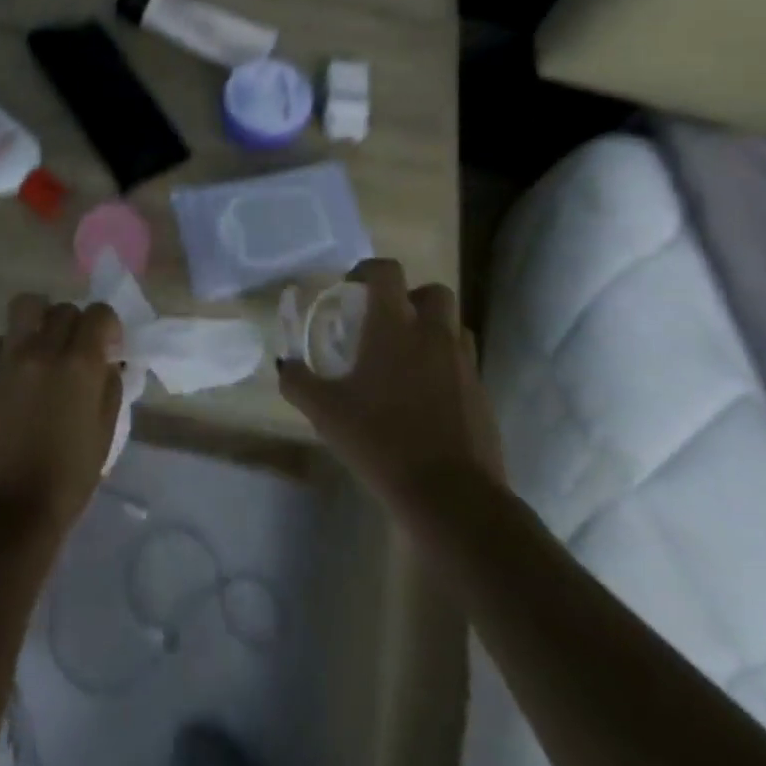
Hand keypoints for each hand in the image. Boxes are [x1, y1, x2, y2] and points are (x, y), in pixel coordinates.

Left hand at [0, 295, 123, 545]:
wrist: (12, 508)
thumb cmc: (69, 477)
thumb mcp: (106, 431)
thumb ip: (109, 385)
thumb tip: (107, 359)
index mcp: (79, 365)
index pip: (98, 313)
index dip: (107, 325)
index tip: (107, 345)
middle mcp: (42, 350)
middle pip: (62, 309)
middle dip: (75, 323)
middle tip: (75, 349)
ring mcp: (7, 359)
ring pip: (24, 307)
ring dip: (39, 320)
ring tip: (42, 345)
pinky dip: (11, 347)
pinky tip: (17, 374)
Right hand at [278, 260, 504, 507]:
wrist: (452, 495)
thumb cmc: (381, 441)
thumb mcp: (325, 412)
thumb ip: (297, 382)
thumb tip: (283, 364)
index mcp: (395, 327)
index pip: (387, 272)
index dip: (368, 270)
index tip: (351, 288)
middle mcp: (433, 335)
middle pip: (432, 292)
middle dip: (409, 298)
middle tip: (385, 323)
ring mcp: (463, 364)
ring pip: (453, 326)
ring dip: (431, 330)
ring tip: (405, 359)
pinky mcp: (481, 394)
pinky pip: (463, 363)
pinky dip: (444, 366)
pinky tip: (423, 396)